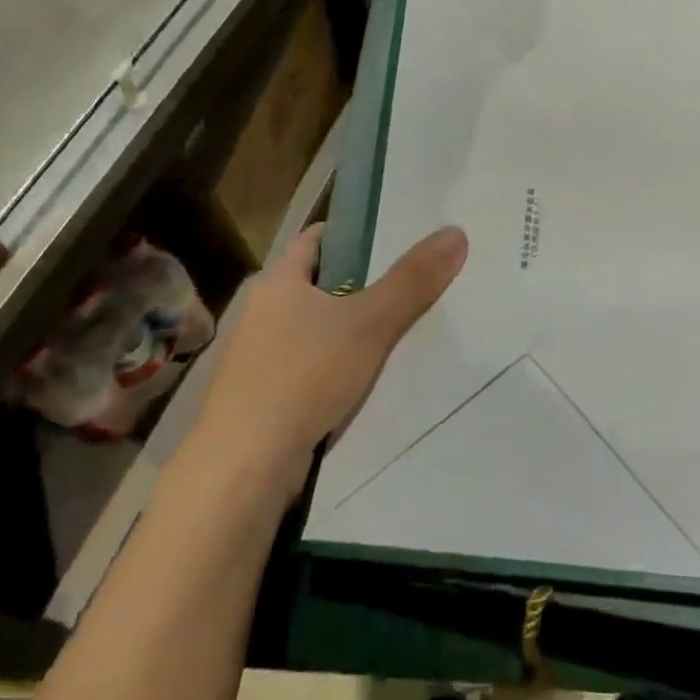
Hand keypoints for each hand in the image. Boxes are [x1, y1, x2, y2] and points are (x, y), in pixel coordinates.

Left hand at [191, 224, 467, 495]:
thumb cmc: (302, 376)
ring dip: (348, 328)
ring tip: (398, 327)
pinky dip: (336, 366)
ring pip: (314, 328)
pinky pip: (309, 367)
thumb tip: (455, 232)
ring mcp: (258, 358)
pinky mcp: (263, 398)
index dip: (351, 233)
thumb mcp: (368, 323)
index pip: (315, 239)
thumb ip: (411, 280)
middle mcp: (261, 313)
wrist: (244, 467)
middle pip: (318, 284)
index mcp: (277, 282)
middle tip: (410, 279)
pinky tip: (367, 378)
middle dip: (359, 282)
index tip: (391, 233)